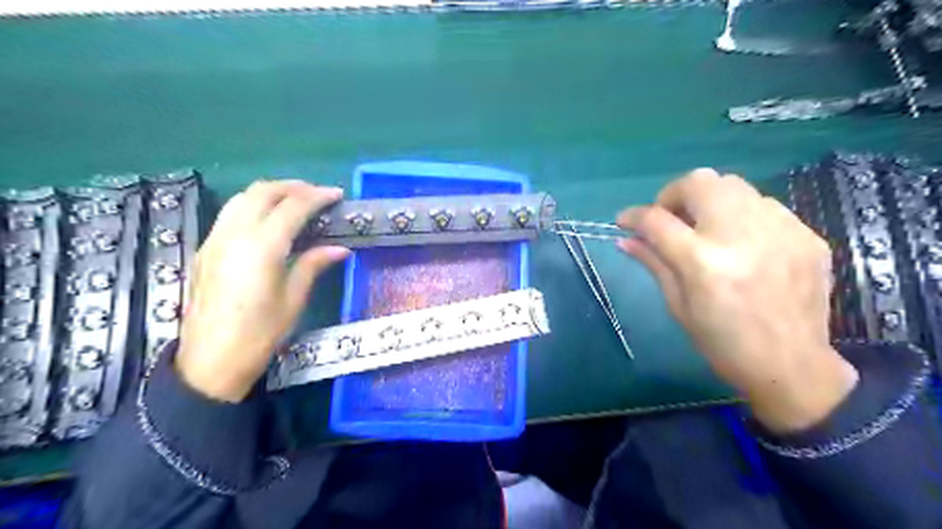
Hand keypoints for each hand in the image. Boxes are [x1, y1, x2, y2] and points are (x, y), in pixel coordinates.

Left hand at [173, 181, 349, 400]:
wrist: (209, 362)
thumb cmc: (259, 335)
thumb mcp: (293, 300)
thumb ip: (314, 265)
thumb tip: (340, 249)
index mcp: (262, 247)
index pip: (292, 207)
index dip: (317, 197)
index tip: (337, 195)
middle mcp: (234, 235)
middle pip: (263, 192)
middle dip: (293, 186)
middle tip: (318, 194)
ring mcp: (215, 239)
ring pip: (242, 198)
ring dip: (271, 192)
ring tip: (295, 200)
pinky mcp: (206, 249)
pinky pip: (231, 213)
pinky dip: (254, 205)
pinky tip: (269, 219)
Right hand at [620, 169, 858, 432]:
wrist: (792, 366)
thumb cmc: (722, 342)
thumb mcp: (677, 305)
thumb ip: (653, 263)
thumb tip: (625, 239)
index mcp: (703, 262)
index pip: (657, 219)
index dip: (633, 215)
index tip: (625, 220)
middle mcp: (741, 236)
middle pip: (699, 182)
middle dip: (673, 195)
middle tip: (670, 219)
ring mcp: (780, 231)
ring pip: (733, 185)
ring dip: (708, 201)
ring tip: (706, 228)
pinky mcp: (806, 235)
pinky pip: (764, 205)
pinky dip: (742, 215)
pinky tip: (741, 242)